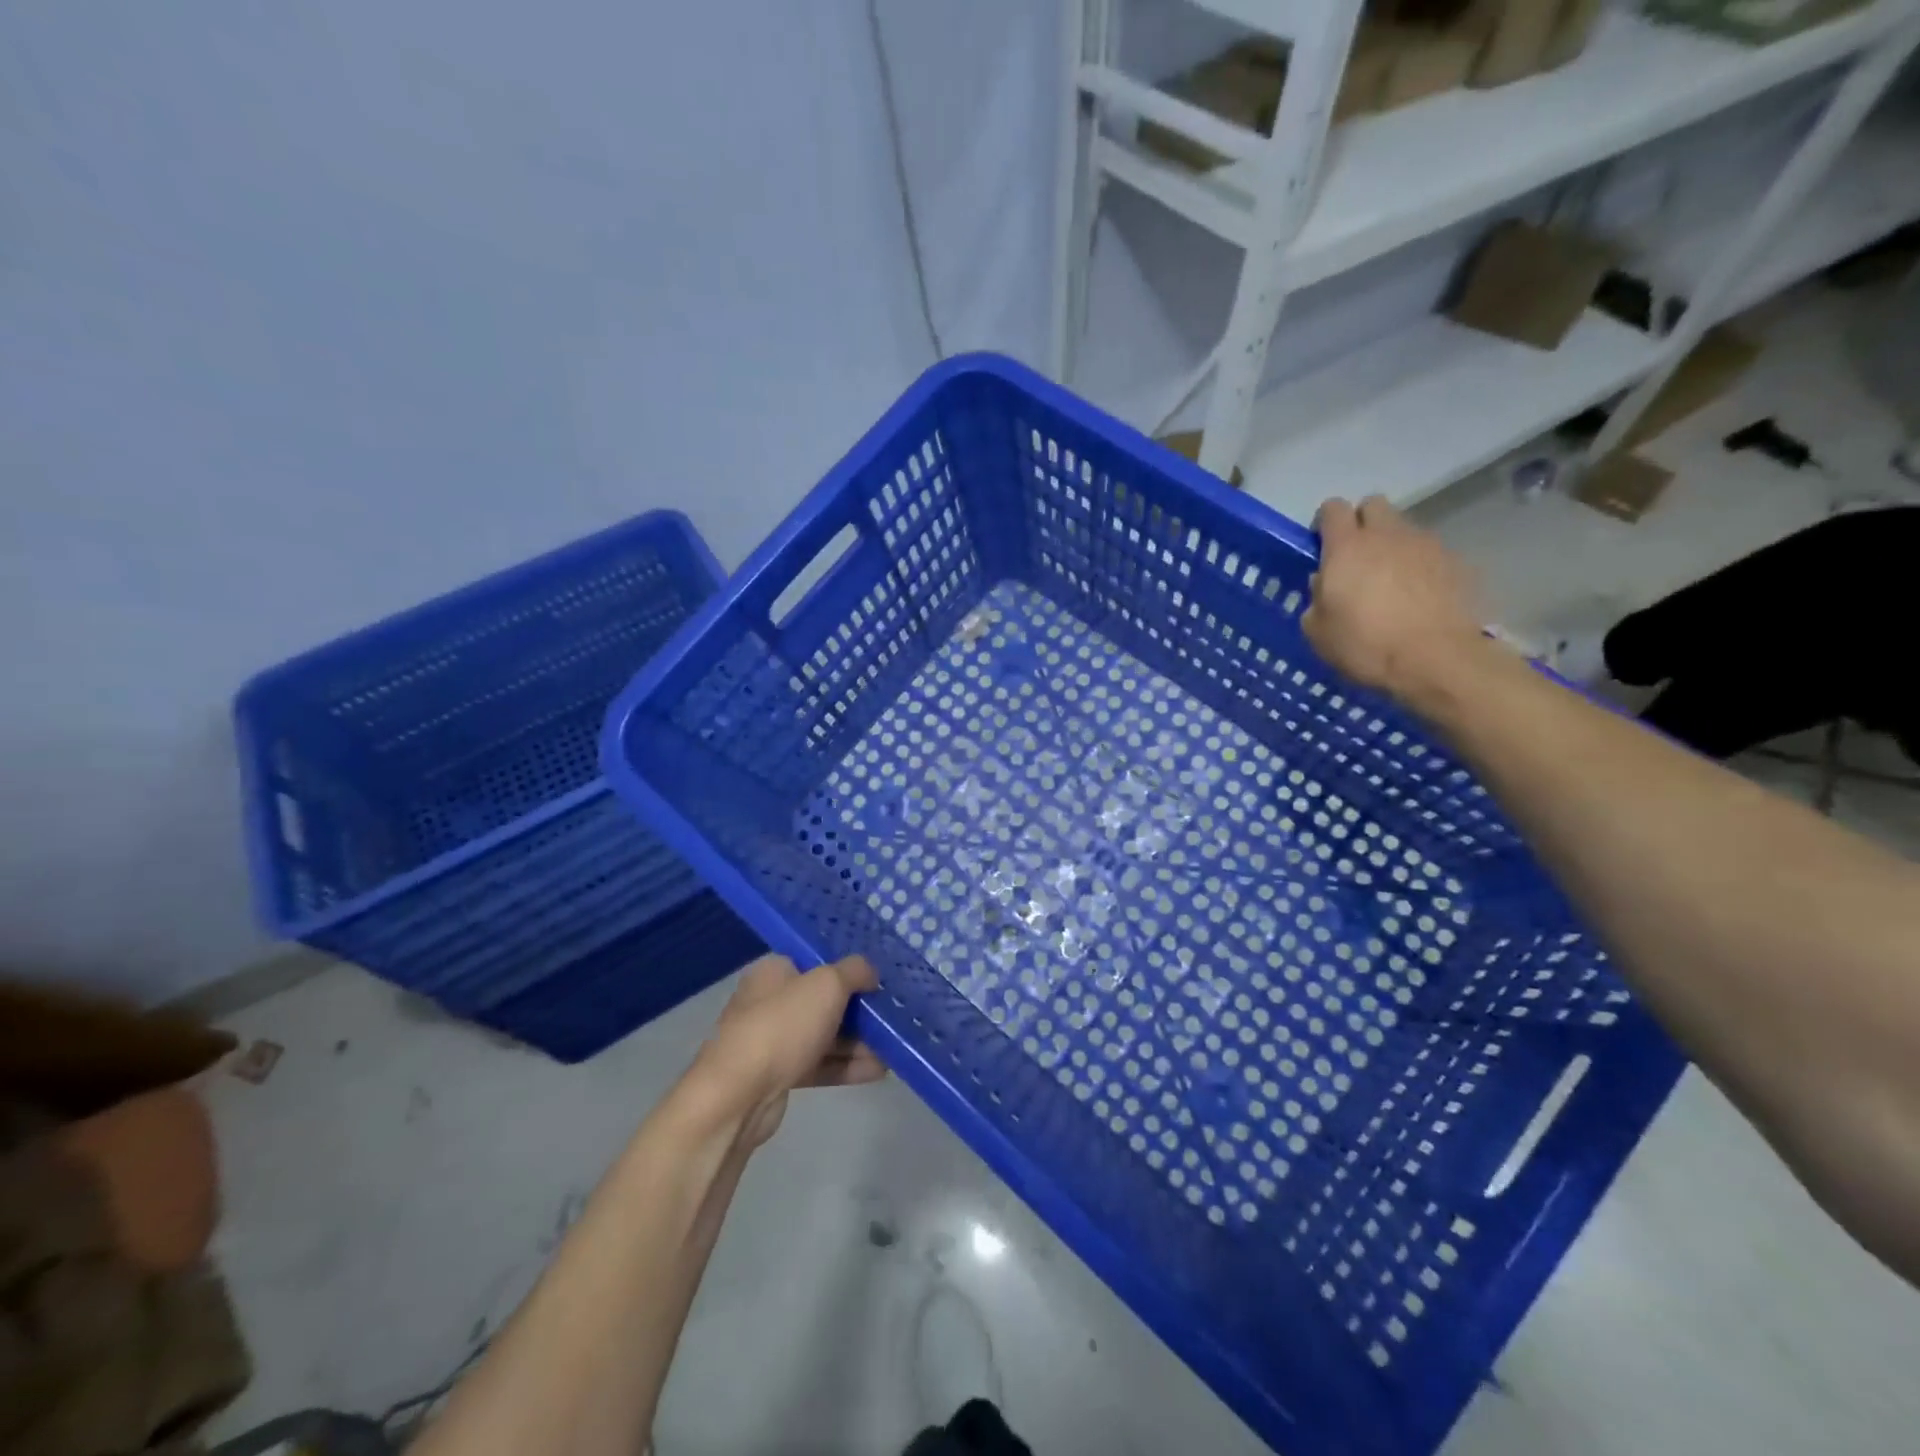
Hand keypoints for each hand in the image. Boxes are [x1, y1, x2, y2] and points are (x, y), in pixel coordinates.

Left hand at [690, 954, 885, 1149]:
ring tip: (892, 1047)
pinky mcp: (777, 1075)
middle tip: (890, 1016)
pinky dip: (845, 1066)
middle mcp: (770, 1001)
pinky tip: (878, 1071)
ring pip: (823, 1035)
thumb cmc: (782, 1026)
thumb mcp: (827, 985)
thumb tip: (870, 973)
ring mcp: (772, 1041)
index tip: (877, 980)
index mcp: (774, 971)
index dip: (847, 969)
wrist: (736, 1096)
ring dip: (857, 1041)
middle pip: (822, 1000)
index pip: (816, 961)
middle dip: (858, 1009)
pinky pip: (818, 1064)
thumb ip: (855, 971)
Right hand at [1302, 496, 1488, 706]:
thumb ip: (1317, 598)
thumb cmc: (1366, 645)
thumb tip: (1324, 585)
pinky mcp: (1456, 562)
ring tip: (1390, 583)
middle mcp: (1387, 534)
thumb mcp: (1318, 631)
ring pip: (1403, 529)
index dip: (1324, 523)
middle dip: (1362, 523)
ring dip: (1392, 546)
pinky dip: (1419, 567)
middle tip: (1356, 557)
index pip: (1332, 508)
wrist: (1437, 659)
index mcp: (1347, 547)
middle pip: (1373, 505)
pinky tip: (1417, 597)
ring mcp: (1426, 545)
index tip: (1321, 546)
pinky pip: (1429, 553)